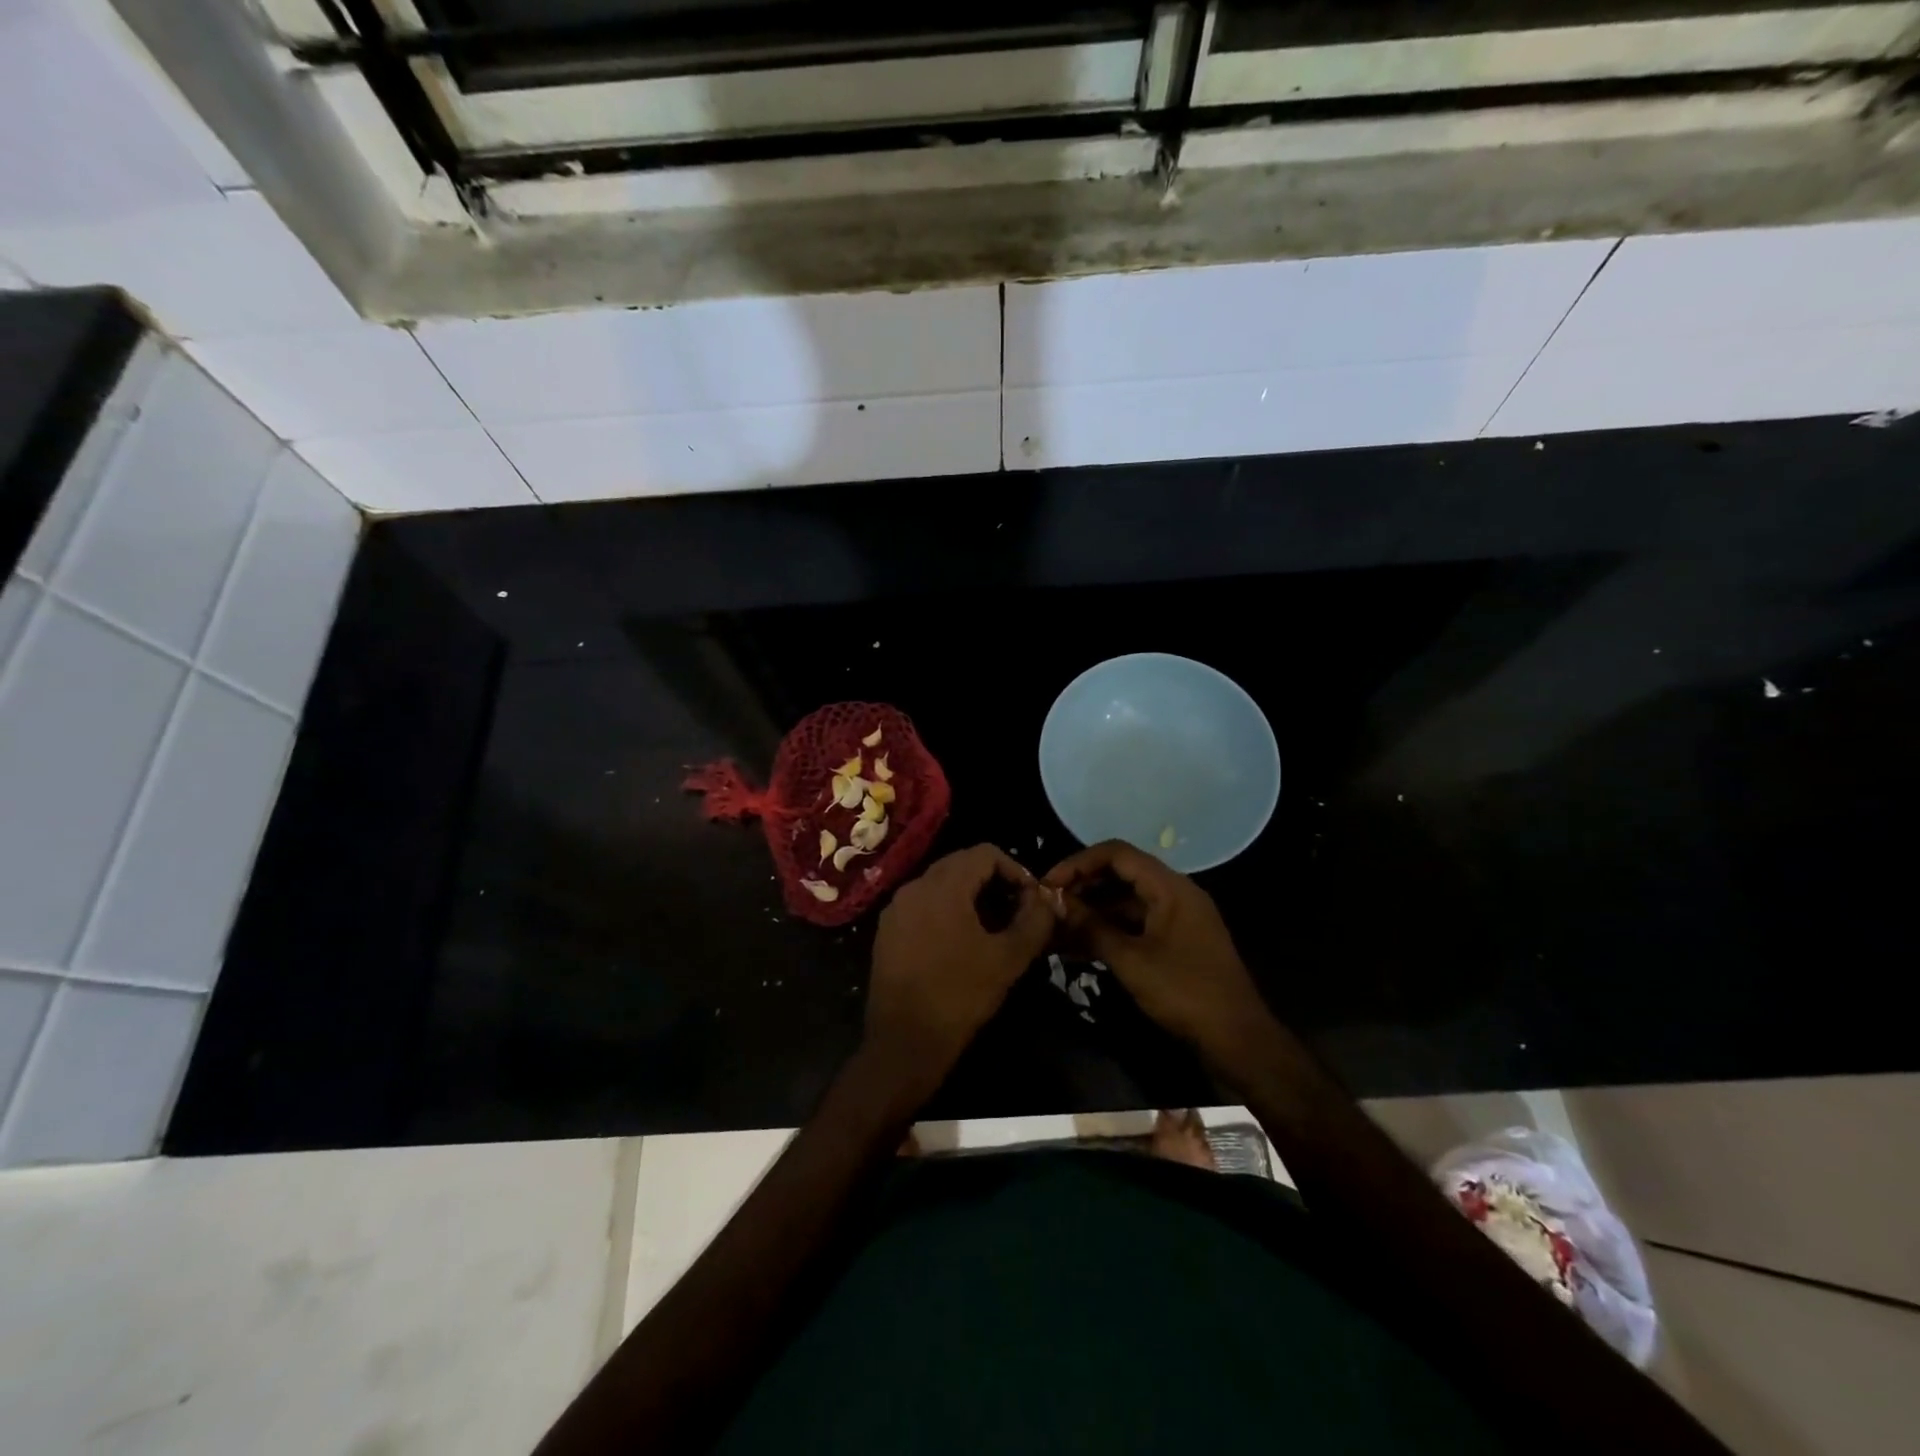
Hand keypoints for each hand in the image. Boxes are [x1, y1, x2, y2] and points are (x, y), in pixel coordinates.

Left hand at [862, 845, 1056, 1107]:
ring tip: (992, 929)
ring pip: (940, 885)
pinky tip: (960, 944)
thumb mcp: (1008, 958)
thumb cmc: (960, 995)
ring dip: (970, 896)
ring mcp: (896, 909)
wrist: (904, 1042)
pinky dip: (946, 911)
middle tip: (1016, 912)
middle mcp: (914, 886)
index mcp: (943, 885)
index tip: (1031, 899)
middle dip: (993, 882)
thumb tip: (1049, 898)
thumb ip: (1035, 920)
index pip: (985, 852)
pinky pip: (922, 905)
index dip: (1015, 869)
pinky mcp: (886, 932)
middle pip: (961, 864)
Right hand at [1043, 840, 1272, 1060]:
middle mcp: (1175, 893)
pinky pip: (1135, 923)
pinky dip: (1108, 930)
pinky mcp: (1175, 941)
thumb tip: (1055, 902)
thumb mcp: (1131, 961)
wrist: (1238, 1040)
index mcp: (1170, 887)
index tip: (1048, 884)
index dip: (1078, 863)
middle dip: (1082, 887)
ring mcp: (1177, 917)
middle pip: (1120, 874)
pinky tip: (1079, 950)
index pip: (1117, 853)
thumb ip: (1091, 927)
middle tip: (1049, 907)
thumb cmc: (1185, 993)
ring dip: (1092, 912)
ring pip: (1125, 901)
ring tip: (1057, 930)